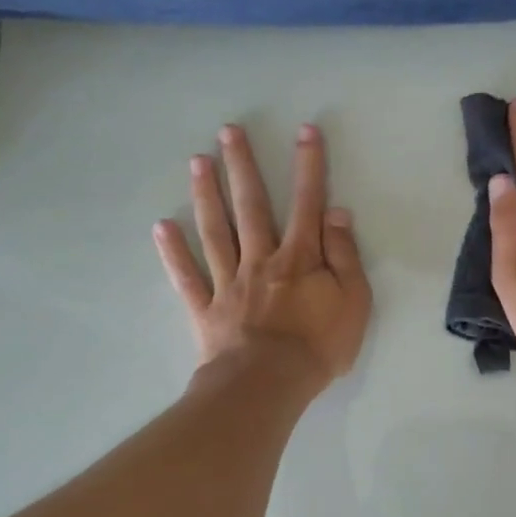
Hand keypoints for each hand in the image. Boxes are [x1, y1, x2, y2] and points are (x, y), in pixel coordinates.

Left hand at [153, 123, 370, 385]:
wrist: (268, 385)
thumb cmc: (318, 346)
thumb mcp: (353, 302)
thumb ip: (345, 256)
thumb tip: (337, 213)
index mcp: (299, 258)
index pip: (306, 203)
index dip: (309, 166)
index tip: (305, 131)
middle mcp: (260, 259)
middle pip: (251, 206)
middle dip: (242, 166)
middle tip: (228, 131)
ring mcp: (229, 282)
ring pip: (215, 231)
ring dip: (206, 194)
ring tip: (198, 161)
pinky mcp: (206, 308)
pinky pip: (187, 277)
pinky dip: (173, 252)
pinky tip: (161, 227)